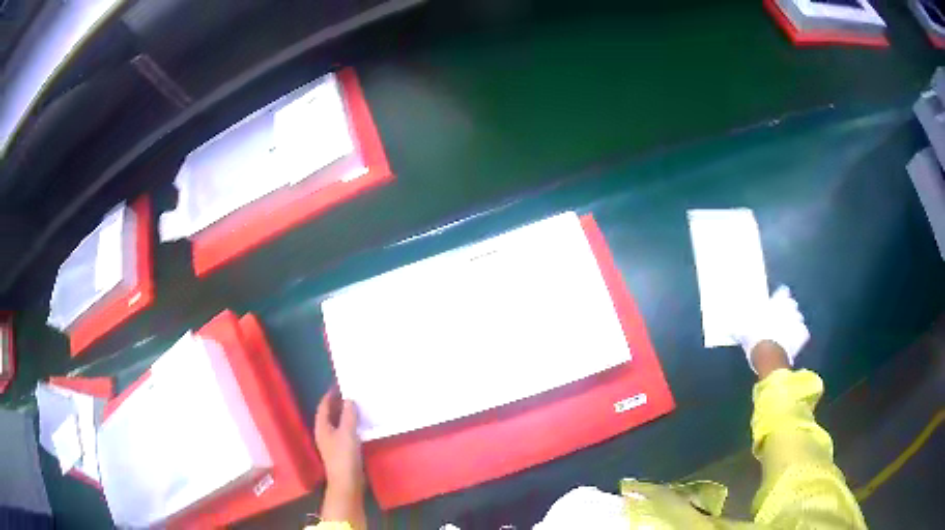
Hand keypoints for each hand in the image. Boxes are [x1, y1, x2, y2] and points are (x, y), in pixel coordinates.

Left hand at [315, 388, 364, 527]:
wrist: (347, 482)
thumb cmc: (344, 456)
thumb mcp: (347, 433)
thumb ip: (348, 415)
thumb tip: (349, 399)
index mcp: (322, 427)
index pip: (324, 406)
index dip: (330, 395)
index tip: (340, 384)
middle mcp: (325, 433)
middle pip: (330, 414)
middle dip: (338, 403)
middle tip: (352, 393)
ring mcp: (333, 443)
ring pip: (338, 423)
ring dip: (345, 414)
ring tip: (358, 406)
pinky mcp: (342, 451)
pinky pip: (345, 432)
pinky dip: (351, 425)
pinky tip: (361, 425)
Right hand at [732, 285, 808, 373]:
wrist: (769, 357)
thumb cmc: (756, 338)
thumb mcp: (742, 331)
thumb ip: (738, 327)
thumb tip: (729, 326)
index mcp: (776, 303)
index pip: (782, 292)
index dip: (780, 297)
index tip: (777, 301)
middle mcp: (789, 309)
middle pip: (792, 305)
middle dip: (789, 310)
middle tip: (781, 317)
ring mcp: (797, 323)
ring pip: (799, 319)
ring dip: (794, 323)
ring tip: (788, 330)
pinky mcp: (801, 338)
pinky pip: (803, 335)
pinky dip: (799, 337)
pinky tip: (794, 342)